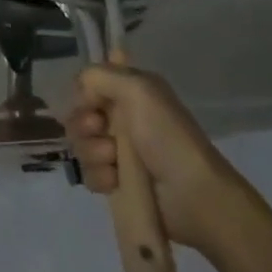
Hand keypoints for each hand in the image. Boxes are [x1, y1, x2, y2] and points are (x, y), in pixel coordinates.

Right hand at [68, 64, 246, 254]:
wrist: (193, 196)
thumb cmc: (167, 137)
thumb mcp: (139, 89)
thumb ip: (100, 75)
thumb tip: (81, 91)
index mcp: (132, 92)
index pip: (89, 84)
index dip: (84, 92)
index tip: (90, 100)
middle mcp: (123, 119)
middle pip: (79, 115)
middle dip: (83, 124)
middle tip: (100, 130)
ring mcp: (118, 152)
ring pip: (80, 145)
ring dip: (92, 151)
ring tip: (113, 160)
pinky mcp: (116, 182)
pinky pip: (88, 173)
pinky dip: (98, 176)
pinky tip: (115, 181)